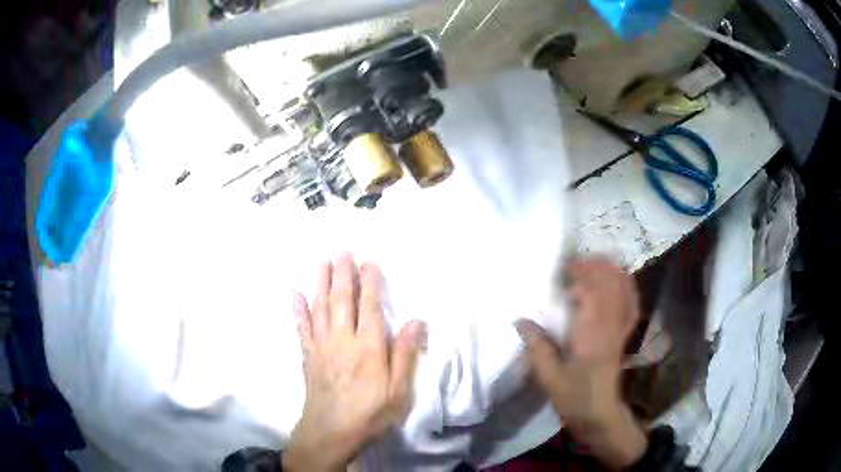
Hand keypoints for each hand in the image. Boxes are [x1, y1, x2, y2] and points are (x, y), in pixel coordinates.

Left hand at [284, 254, 426, 471]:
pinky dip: (298, 309)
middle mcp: (342, 340)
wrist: (330, 433)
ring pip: (320, 307)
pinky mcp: (307, 356)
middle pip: (342, 300)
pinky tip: (295, 293)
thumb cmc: (369, 414)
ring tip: (322, 261)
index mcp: (368, 347)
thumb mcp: (398, 391)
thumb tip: (417, 321)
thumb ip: (404, 355)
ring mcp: (321, 346)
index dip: (370, 282)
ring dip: (320, 282)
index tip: (370, 261)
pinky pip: (301, 327)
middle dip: (343, 273)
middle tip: (343, 251)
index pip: (370, 307)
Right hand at [516, 258, 645, 468]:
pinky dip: (626, 286)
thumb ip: (537, 346)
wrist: (600, 412)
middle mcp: (611, 324)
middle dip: (595, 266)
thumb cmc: (573, 396)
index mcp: (592, 333)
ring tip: (593, 266)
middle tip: (575, 264)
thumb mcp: (549, 377)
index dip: (580, 273)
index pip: (593, 290)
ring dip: (611, 272)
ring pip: (624, 288)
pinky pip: (632, 302)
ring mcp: (622, 327)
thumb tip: (519, 320)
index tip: (563, 269)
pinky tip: (616, 282)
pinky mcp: (625, 333)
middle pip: (612, 282)